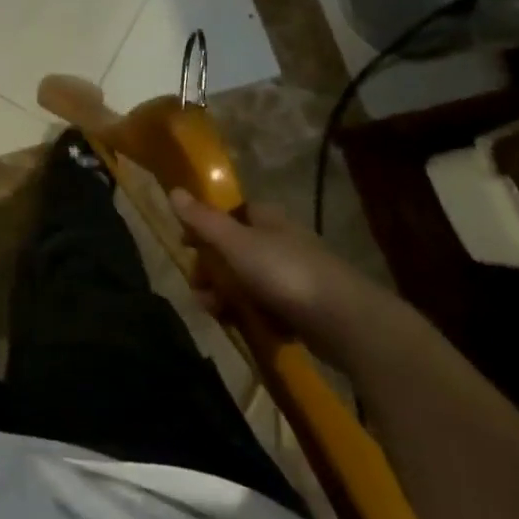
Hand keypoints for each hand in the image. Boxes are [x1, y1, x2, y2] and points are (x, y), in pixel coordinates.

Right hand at [170, 189, 419, 373]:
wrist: (345, 322)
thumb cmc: (284, 272)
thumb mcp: (235, 243)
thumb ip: (203, 220)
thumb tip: (173, 191)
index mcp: (268, 220)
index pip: (233, 212)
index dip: (207, 225)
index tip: (187, 244)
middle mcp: (282, 242)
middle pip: (236, 250)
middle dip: (212, 270)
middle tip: (198, 288)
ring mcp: (296, 277)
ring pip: (249, 282)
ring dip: (227, 297)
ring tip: (216, 314)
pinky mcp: (305, 309)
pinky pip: (269, 309)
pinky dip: (254, 317)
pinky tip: (247, 327)